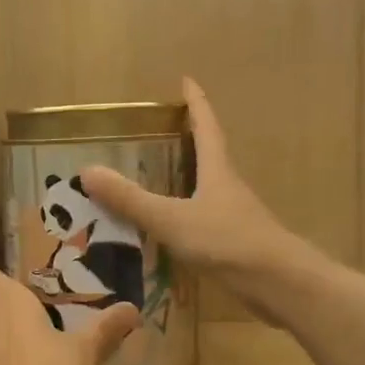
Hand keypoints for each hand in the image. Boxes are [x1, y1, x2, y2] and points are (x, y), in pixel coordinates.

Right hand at [78, 78, 306, 315]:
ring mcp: (234, 216)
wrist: (277, 283)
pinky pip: (204, 219)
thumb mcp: (171, 219)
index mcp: (217, 171)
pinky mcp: (235, 243)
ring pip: (207, 189)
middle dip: (189, 139)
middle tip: (162, 131)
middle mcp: (228, 187)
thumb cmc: (226, 241)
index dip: (196, 103)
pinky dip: (185, 215)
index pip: (206, 126)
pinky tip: (169, 230)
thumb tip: (87, 171)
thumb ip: (130, 199)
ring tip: (157, 178)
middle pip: (210, 155)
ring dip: (186, 179)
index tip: (186, 81)